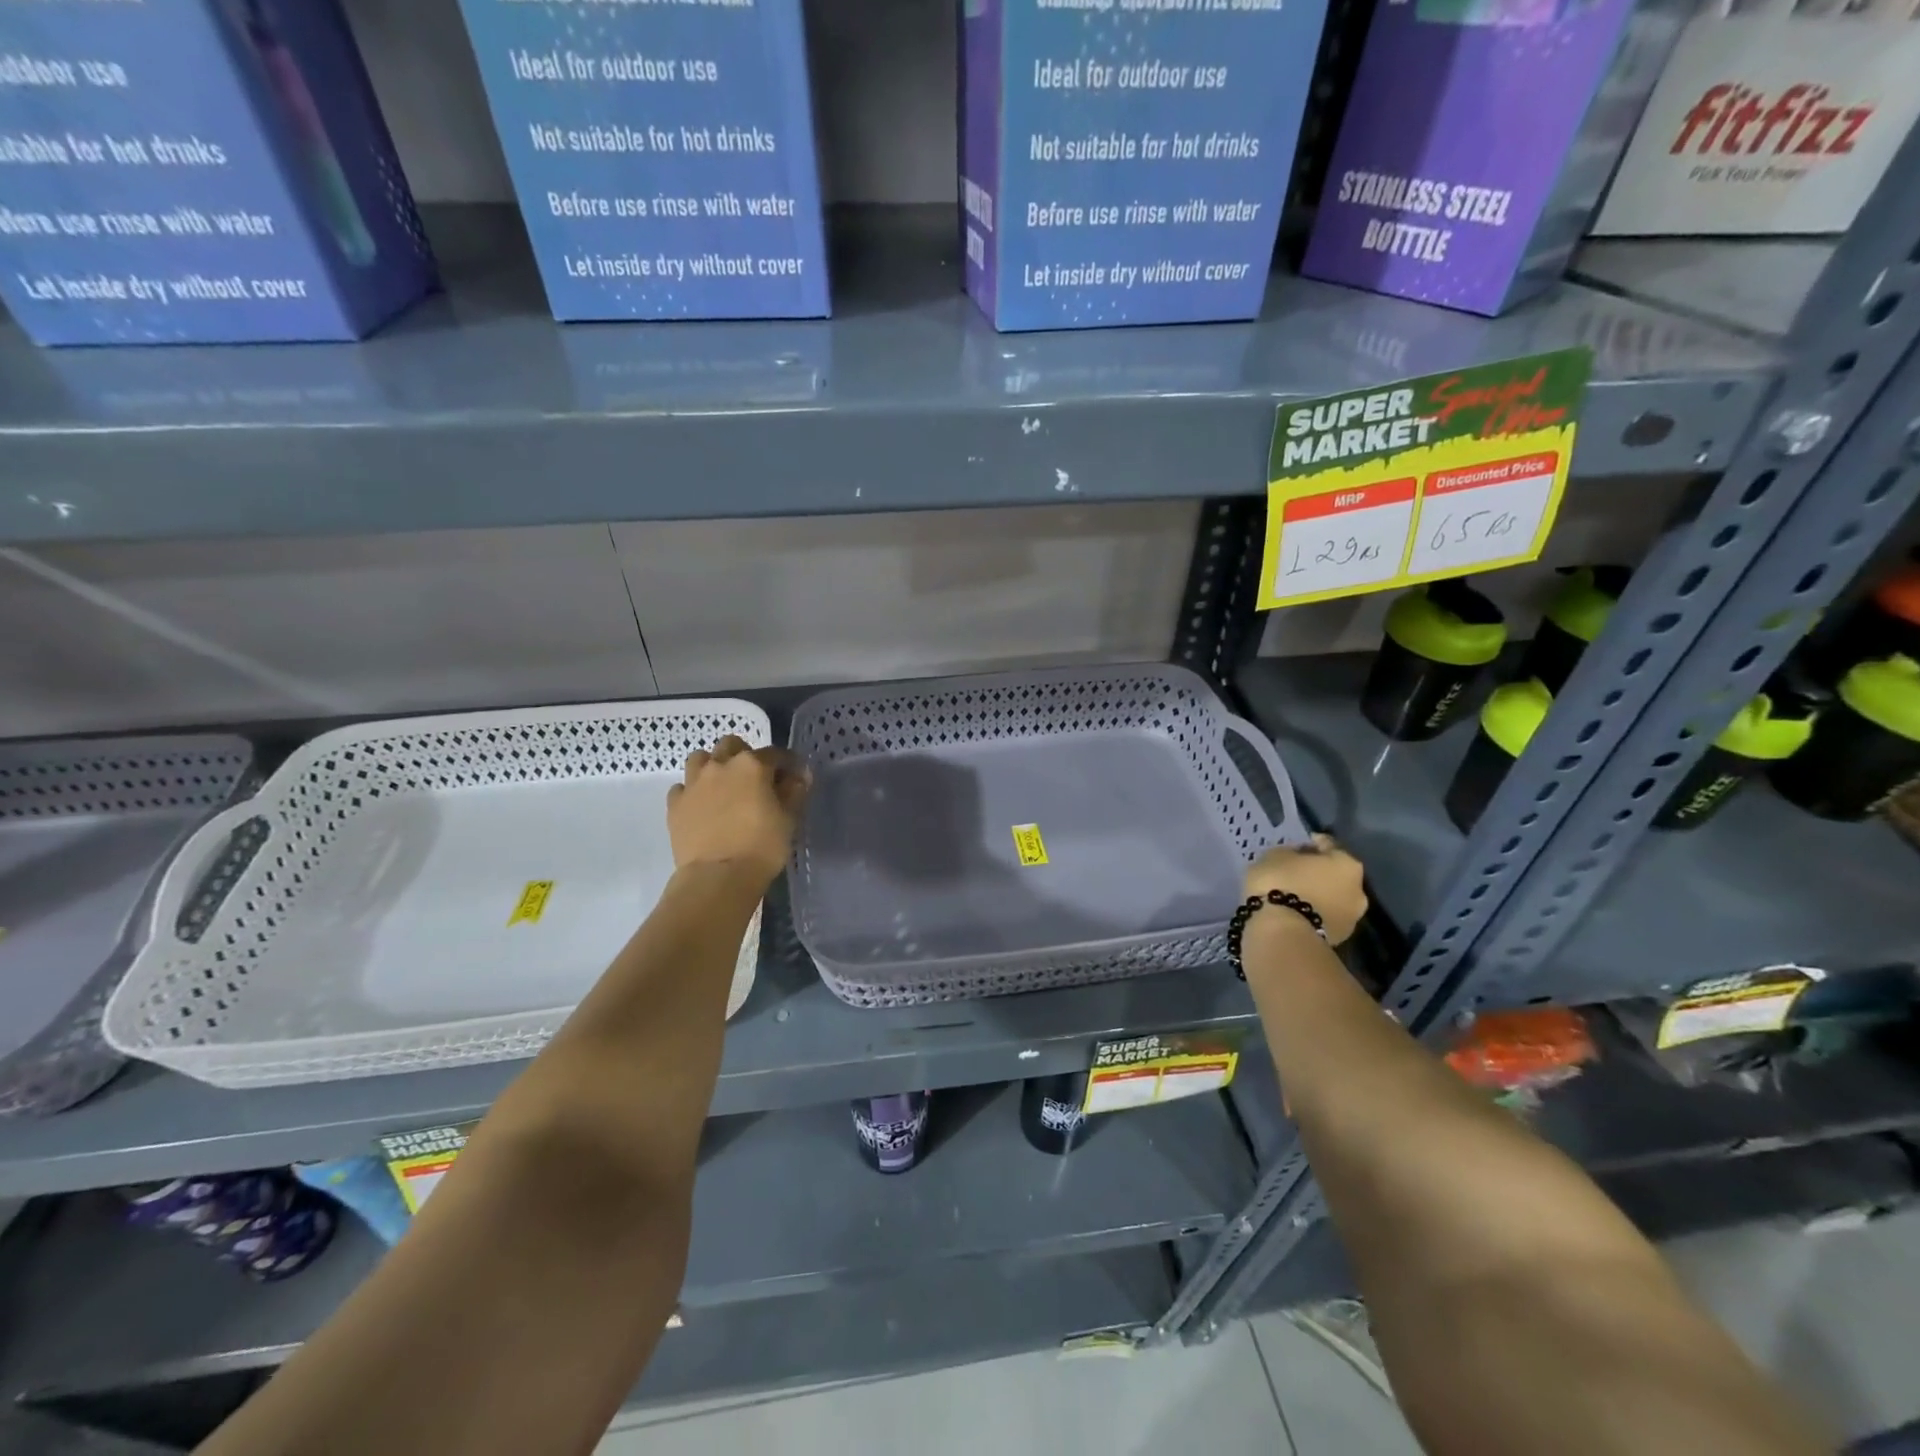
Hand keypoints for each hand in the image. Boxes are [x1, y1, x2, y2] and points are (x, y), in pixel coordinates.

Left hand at [666, 736, 809, 887]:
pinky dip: (692, 792)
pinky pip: (683, 788)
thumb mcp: (789, 818)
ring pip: (700, 759)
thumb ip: (795, 791)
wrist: (718, 876)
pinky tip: (701, 806)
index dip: (787, 763)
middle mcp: (720, 765)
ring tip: (723, 786)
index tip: (794, 776)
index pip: (775, 753)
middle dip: (744, 755)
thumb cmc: (762, 846)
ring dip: (713, 766)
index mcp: (752, 765)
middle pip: (731, 745)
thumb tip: (799, 775)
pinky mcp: (675, 804)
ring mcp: (693, 783)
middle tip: (755, 777)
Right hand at [1244, 834, 1367, 945]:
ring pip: (1332, 899)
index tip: (1295, 847)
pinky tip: (1294, 912)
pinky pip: (1323, 917)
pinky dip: (1312, 913)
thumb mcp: (1275, 855)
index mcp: (1347, 863)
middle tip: (1294, 873)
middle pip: (1335, 875)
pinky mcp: (1340, 940)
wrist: (1283, 933)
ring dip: (1316, 896)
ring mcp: (1352, 918)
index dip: (1310, 844)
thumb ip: (1290, 853)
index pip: (1328, 846)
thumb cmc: (1280, 883)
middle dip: (1317, 873)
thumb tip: (1296, 857)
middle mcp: (1359, 890)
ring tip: (1293, 896)